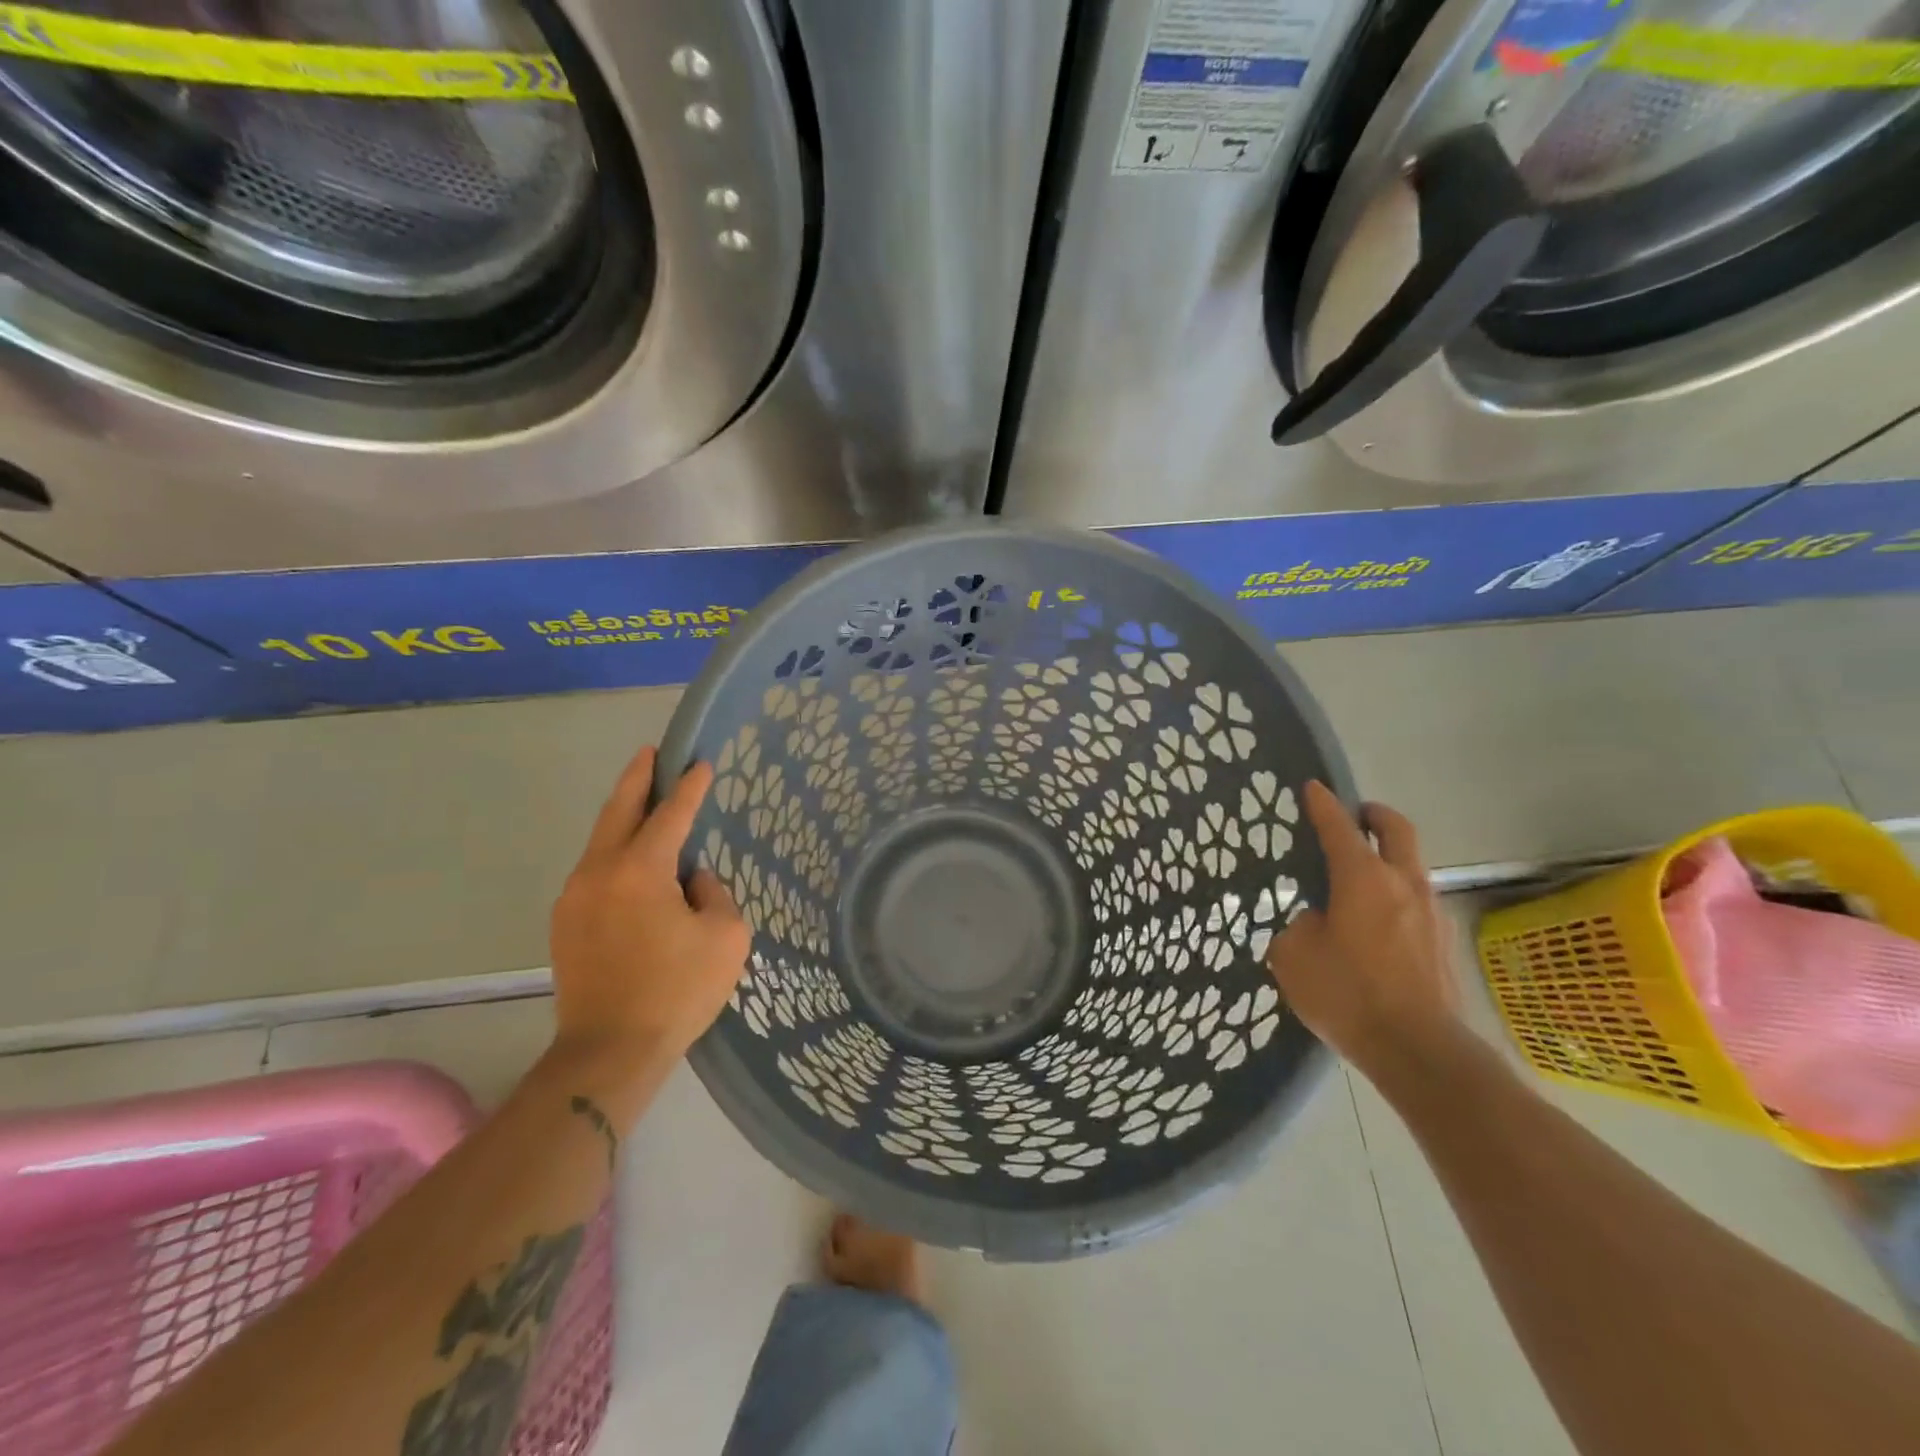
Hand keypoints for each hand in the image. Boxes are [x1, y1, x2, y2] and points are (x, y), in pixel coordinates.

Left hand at [548, 747, 750, 1105]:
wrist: (608, 1052)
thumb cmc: (677, 991)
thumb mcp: (725, 937)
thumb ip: (714, 894)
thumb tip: (693, 881)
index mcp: (640, 870)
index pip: (670, 814)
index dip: (690, 787)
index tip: (702, 763)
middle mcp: (599, 872)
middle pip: (618, 810)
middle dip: (637, 778)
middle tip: (652, 753)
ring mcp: (574, 898)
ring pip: (601, 840)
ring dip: (623, 815)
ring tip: (644, 801)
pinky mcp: (565, 924)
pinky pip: (594, 871)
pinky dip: (615, 851)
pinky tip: (633, 861)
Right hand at [1265, 781, 1461, 1087]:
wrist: (1419, 1051)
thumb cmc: (1347, 994)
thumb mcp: (1294, 957)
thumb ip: (1299, 928)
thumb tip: (1317, 922)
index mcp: (1362, 879)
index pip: (1338, 826)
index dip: (1322, 804)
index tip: (1313, 787)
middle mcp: (1402, 884)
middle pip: (1396, 830)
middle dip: (1374, 814)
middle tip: (1355, 814)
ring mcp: (1431, 913)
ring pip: (1411, 866)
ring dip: (1388, 857)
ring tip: (1360, 875)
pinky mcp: (1443, 943)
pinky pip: (1417, 902)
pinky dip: (1396, 895)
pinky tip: (1376, 923)